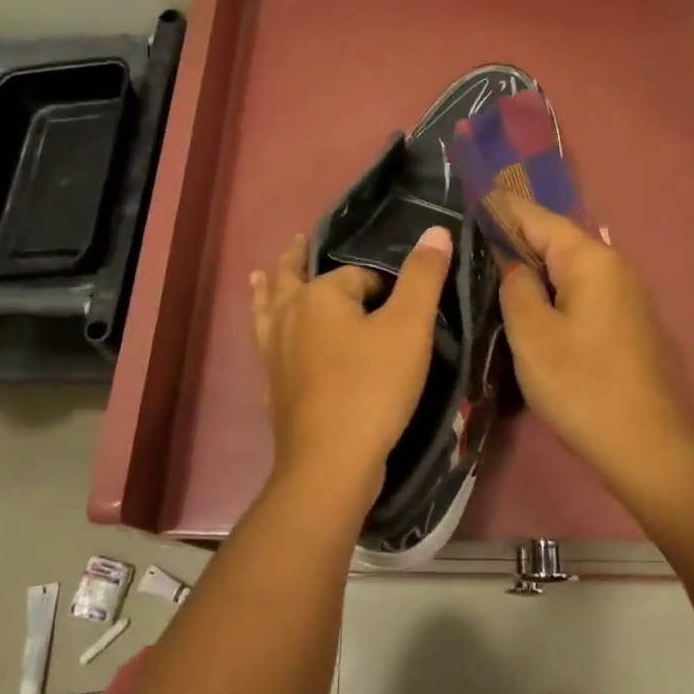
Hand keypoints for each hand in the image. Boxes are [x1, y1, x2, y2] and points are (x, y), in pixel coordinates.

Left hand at [250, 227, 453, 509]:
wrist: (331, 462)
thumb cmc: (373, 387)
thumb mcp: (410, 327)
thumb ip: (422, 276)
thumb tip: (436, 230)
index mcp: (319, 295)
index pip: (356, 274)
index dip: (382, 286)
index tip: (401, 308)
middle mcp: (288, 316)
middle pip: (291, 277)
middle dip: (296, 259)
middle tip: (298, 240)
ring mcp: (273, 353)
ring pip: (266, 311)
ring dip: (266, 290)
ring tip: (258, 276)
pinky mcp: (272, 387)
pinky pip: (264, 348)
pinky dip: (265, 336)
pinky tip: (267, 347)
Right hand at [497, 195, 693, 479]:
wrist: (648, 447)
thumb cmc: (582, 385)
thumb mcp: (532, 334)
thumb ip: (516, 288)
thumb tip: (513, 265)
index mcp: (591, 261)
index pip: (539, 218)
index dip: (503, 209)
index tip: (472, 202)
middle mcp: (615, 268)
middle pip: (557, 242)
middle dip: (517, 239)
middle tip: (473, 242)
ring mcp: (626, 298)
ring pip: (570, 271)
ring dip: (535, 269)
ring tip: (494, 272)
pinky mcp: (628, 327)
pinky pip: (583, 295)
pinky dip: (554, 293)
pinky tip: (533, 307)